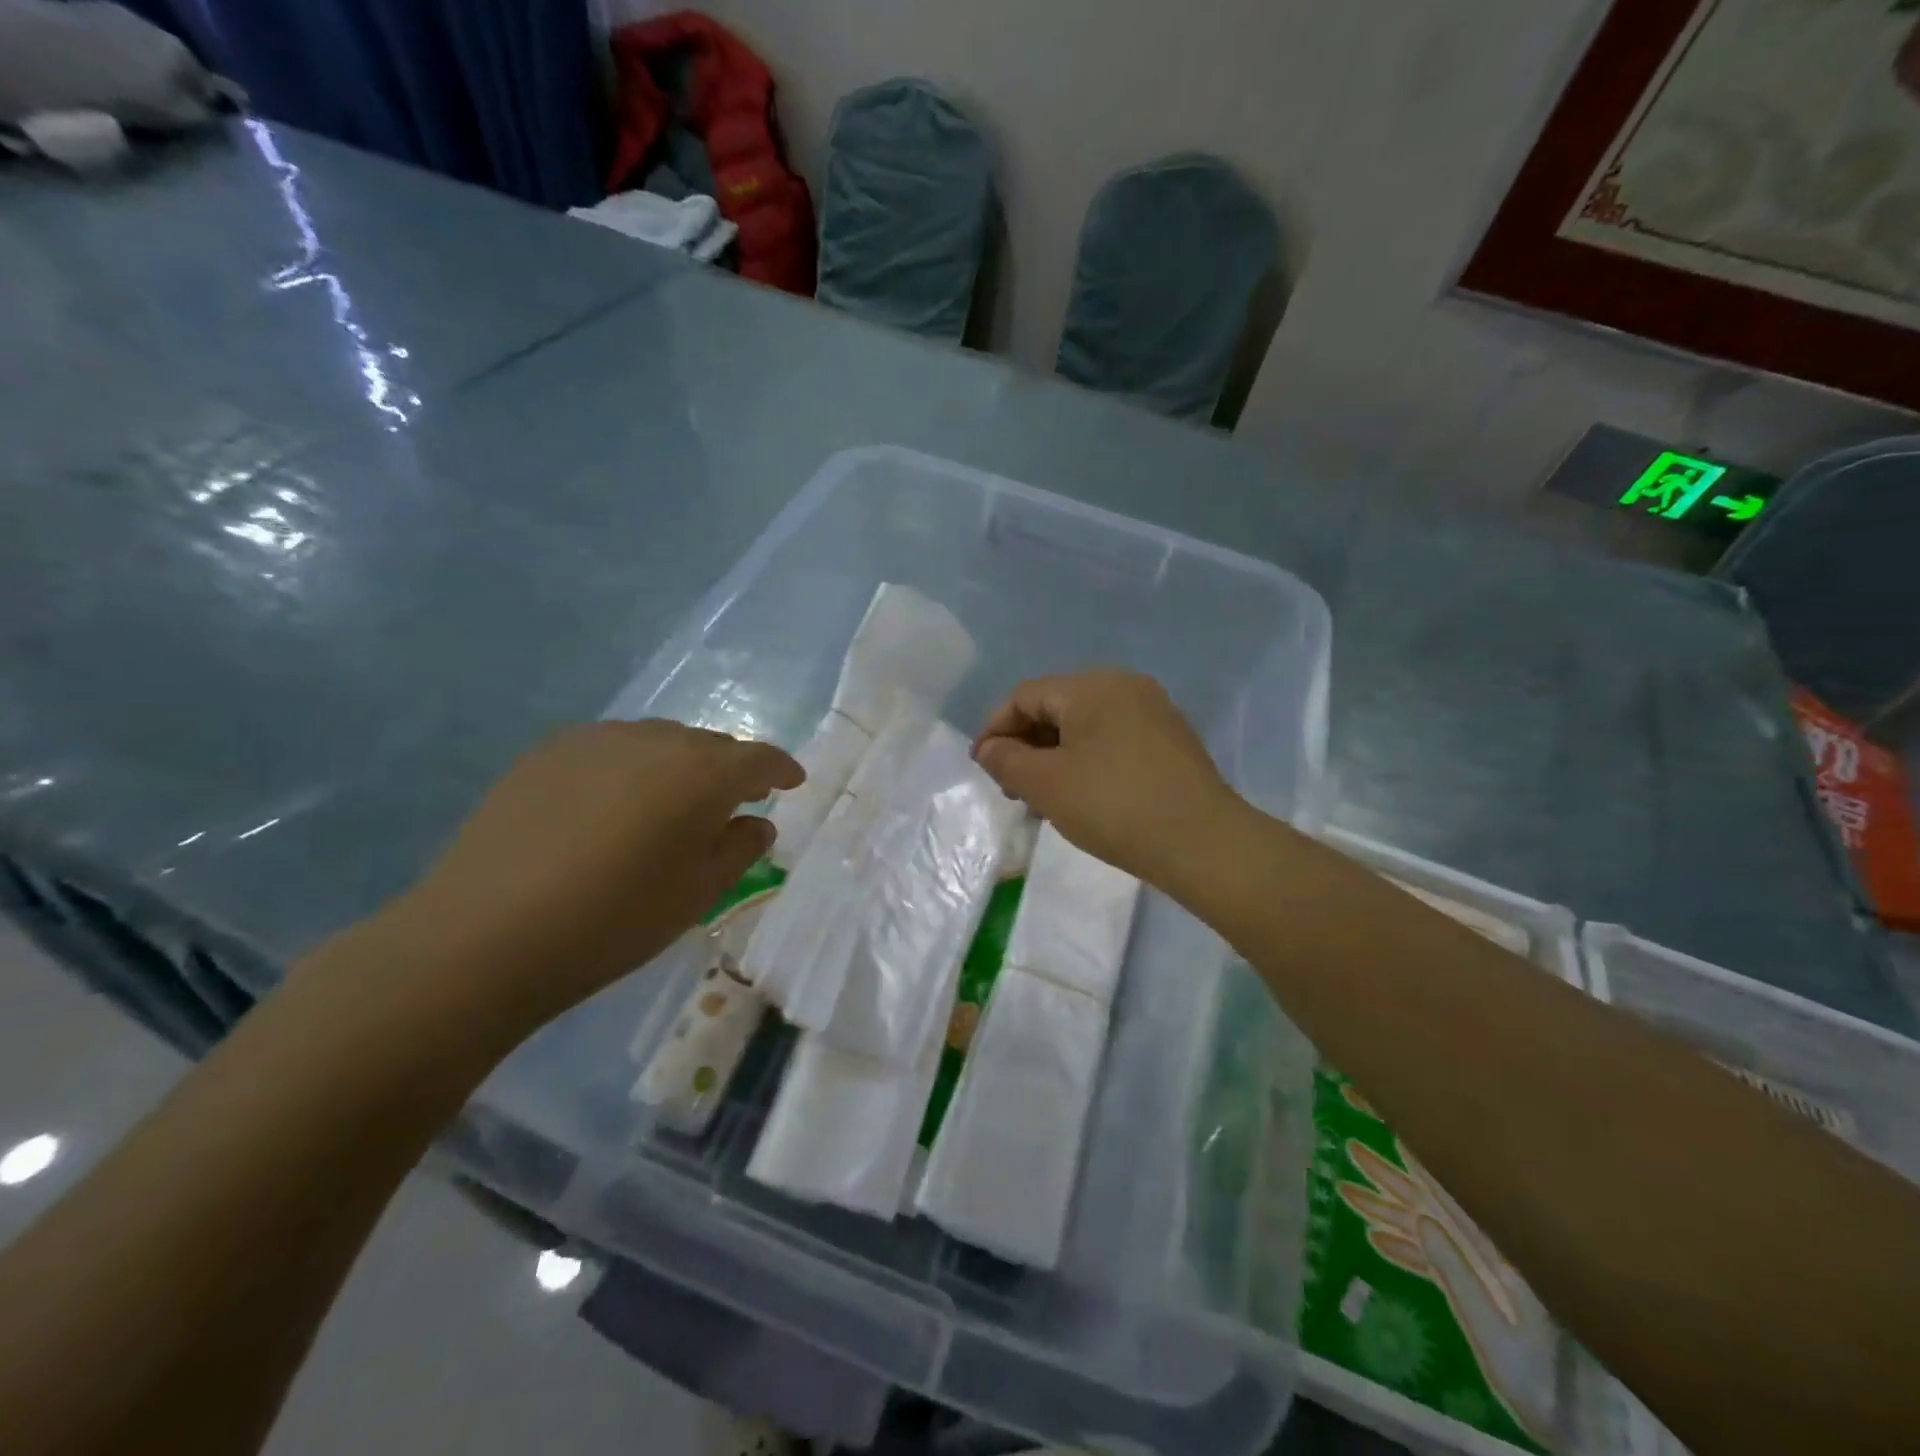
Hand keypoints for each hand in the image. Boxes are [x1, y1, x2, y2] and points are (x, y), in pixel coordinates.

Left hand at [377, 721, 802, 1031]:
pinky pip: (611, 749)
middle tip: (732, 803)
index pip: (758, 758)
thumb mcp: (698, 894)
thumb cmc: (614, 921)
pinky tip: (612, 806)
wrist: (484, 935)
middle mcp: (655, 740)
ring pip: (659, 742)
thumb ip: (739, 848)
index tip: (792, 782)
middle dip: (729, 770)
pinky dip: (630, 768)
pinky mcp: (548, 752)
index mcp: (702, 773)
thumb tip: (755, 821)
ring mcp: (596, 740)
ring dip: (678, 767)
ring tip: (670, 805)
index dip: (781, 768)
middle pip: (709, 745)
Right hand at [971, 670, 1238, 886]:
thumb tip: (990, 748)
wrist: (1203, 842)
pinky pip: (1112, 738)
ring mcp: (1153, 711)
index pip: (1025, 696)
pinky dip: (1086, 760)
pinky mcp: (1170, 739)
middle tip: (1011, 788)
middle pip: (1056, 706)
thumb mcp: (1046, 784)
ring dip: (1054, 755)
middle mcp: (1124, 685)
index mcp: (1091, 685)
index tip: (982, 768)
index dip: (995, 729)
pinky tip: (1082, 794)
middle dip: (1025, 744)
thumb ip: (1006, 760)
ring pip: (1084, 725)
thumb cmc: (1113, 806)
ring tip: (1042, 797)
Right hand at [1341, 1143, 1557, 1443]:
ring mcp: (1478, 1272)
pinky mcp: (1473, 1294)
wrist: (1570, 1425)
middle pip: (1428, 1205)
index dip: (1420, 1164)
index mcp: (1500, 1254)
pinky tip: (1373, 1237)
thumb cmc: (1540, 1380)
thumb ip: (1458, 1275)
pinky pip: (1430, 1261)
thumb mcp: (1499, 1333)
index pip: (1451, 1197)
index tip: (1394, 1134)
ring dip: (1384, 1211)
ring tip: (1346, 1191)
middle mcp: (1486, 1253)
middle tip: (1351, 1149)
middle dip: (1388, 1179)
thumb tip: (1420, 1219)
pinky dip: (1402, 1249)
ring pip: (1422, 1229)